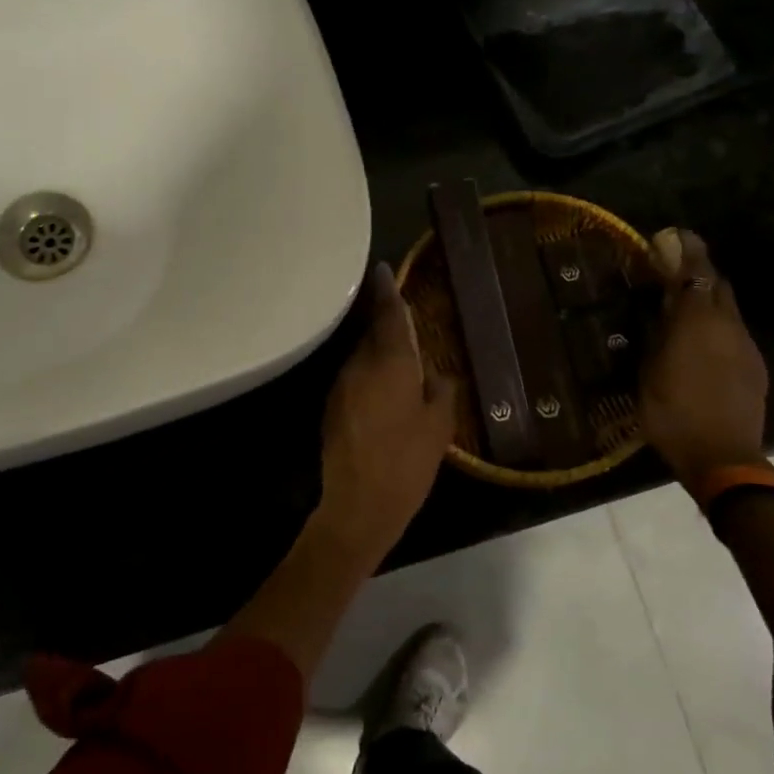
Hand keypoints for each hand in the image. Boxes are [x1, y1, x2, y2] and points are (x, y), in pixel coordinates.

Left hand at [317, 262, 457, 560]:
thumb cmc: (407, 462)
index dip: (388, 290)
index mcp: (391, 363)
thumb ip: (441, 391)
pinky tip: (382, 386)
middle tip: (401, 315)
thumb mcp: (439, 427)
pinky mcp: (332, 407)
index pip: (389, 315)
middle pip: (372, 332)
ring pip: (361, 355)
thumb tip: (438, 375)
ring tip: (397, 353)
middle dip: (384, 321)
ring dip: (376, 350)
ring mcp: (341, 386)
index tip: (382, 268)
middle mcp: (360, 365)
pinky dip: (368, 373)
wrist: (358, 505)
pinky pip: (354, 377)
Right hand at [638, 228, 769, 494]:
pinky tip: (701, 346)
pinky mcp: (755, 367)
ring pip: (728, 310)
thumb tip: (659, 307)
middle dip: (698, 273)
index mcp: (697, 323)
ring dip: (707, 302)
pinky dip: (717, 328)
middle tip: (674, 272)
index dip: (687, 250)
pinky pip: (734, 334)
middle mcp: (728, 326)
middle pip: (717, 285)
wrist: (723, 458)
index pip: (696, 272)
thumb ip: (657, 334)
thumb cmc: (672, 414)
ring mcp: (746, 347)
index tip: (673, 235)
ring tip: (683, 311)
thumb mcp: (649, 373)